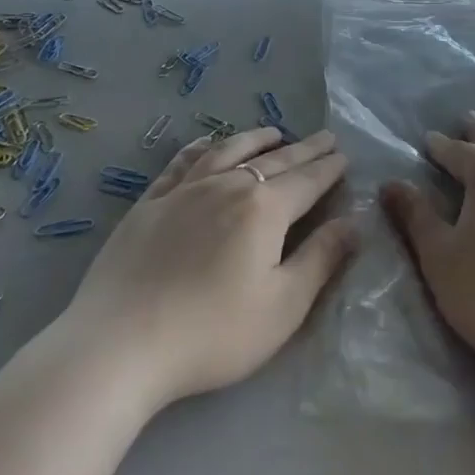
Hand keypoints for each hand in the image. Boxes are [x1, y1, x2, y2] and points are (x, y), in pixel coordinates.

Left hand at [62, 127, 355, 411]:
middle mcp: (227, 186)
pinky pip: (183, 162)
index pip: (306, 181)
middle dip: (303, 149)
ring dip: (255, 139)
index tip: (343, 154)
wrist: (121, 342)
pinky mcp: (150, 202)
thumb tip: (353, 223)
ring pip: (228, 151)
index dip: (328, 168)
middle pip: (274, 161)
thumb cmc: (213, 332)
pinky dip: (203, 147)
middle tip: (324, 136)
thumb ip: (321, 260)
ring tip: (274, 132)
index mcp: (264, 209)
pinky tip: (208, 143)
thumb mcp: (283, 306)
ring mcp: (185, 190)